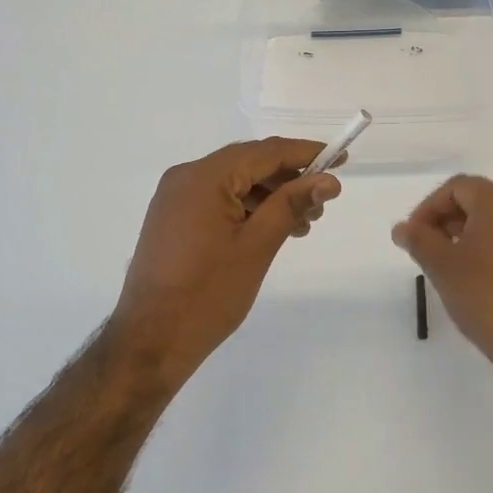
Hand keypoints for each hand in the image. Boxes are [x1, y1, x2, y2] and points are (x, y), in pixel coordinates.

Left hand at [112, 138, 341, 372]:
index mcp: (204, 177)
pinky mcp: (173, 218)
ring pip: (234, 182)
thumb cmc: (208, 294)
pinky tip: (271, 229)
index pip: (265, 152)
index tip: (341, 159)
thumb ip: (292, 205)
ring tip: (302, 223)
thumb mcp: (257, 246)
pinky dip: (248, 208)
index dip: (307, 153)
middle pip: (249, 163)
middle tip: (322, 202)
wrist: (151, 340)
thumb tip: (328, 180)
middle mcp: (186, 177)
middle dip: (289, 178)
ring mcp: (175, 198)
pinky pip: (218, 199)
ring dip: (270, 196)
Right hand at [392, 176, 492, 387]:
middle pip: (475, 199)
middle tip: (425, 246)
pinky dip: (484, 245)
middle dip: (445, 218)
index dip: (429, 207)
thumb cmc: (484, 296)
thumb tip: (402, 227)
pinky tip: (470, 274)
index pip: (456, 187)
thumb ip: (418, 240)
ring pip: (492, 219)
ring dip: (463, 232)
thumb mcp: (441, 266)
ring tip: (444, 262)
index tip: (413, 234)